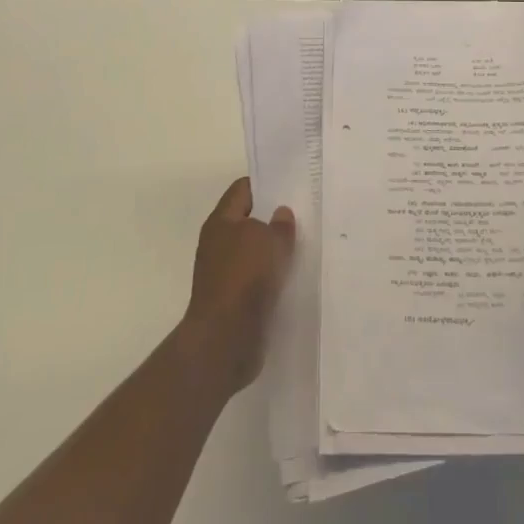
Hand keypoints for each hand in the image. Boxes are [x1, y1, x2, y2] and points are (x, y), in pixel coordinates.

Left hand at [179, 177, 295, 396]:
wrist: (225, 339)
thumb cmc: (245, 277)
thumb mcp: (270, 241)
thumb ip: (280, 224)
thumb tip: (281, 213)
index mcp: (221, 222)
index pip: (242, 189)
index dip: (266, 183)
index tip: (291, 184)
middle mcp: (219, 244)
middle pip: (249, 221)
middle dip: (274, 218)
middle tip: (304, 214)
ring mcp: (224, 273)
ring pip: (255, 251)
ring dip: (275, 250)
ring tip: (305, 245)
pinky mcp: (234, 300)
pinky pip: (257, 278)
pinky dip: (273, 275)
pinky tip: (295, 276)